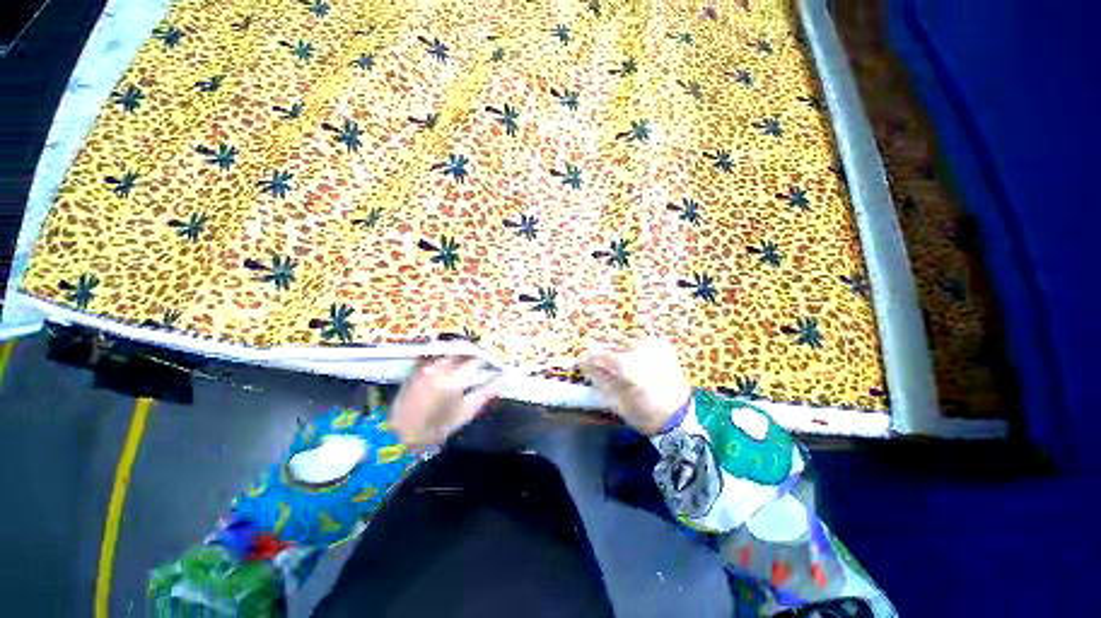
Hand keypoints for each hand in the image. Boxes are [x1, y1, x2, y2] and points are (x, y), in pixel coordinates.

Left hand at [390, 357, 501, 448]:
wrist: (403, 430)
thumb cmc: (437, 427)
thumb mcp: (464, 414)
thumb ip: (484, 394)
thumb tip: (502, 381)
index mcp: (454, 380)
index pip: (476, 361)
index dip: (488, 360)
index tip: (496, 364)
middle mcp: (439, 367)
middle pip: (462, 352)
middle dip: (474, 355)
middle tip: (484, 361)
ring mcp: (425, 365)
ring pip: (448, 352)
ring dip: (459, 354)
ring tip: (468, 362)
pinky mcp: (416, 366)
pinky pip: (435, 355)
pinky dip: (445, 358)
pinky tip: (449, 365)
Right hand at [581, 335, 692, 434]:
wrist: (680, 417)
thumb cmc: (647, 415)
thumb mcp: (620, 404)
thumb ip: (604, 384)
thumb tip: (590, 371)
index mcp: (627, 367)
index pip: (602, 356)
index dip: (588, 358)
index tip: (579, 360)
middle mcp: (640, 352)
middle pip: (615, 342)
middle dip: (601, 343)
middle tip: (589, 345)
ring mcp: (655, 349)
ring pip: (632, 336)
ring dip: (618, 337)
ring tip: (607, 339)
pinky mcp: (666, 350)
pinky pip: (648, 337)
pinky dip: (637, 336)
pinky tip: (631, 339)